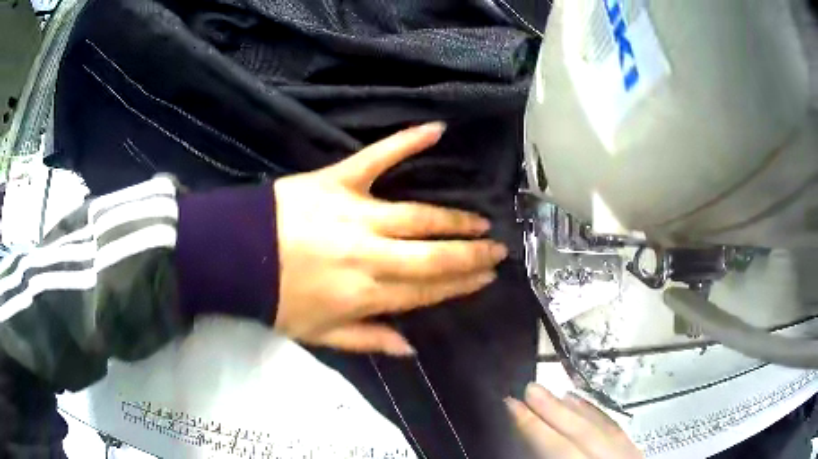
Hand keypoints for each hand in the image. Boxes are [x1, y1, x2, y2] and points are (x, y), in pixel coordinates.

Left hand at [273, 122, 507, 355]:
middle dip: (471, 255)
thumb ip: (367, 339)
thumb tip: (411, 348)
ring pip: (419, 217)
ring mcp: (357, 213)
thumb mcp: (318, 334)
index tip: (484, 280)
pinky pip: (378, 157)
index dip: (458, 286)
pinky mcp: (339, 180)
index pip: (425, 291)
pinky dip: (407, 142)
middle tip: (498, 250)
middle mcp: (370, 256)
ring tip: (481, 221)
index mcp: (365, 295)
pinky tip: (437, 130)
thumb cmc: (275, 298)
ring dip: (454, 220)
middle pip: (432, 256)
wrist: (233, 256)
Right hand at [507, 383, 642, 458]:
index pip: (558, 452)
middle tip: (531, 388)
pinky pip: (618, 432)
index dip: (533, 428)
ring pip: (604, 430)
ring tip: (555, 395)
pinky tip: (588, 409)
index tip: (511, 405)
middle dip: (555, 413)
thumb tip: (516, 450)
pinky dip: (600, 417)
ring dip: (577, 412)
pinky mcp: (637, 457)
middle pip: (583, 437)